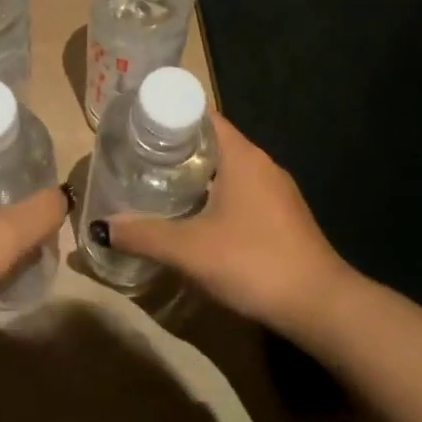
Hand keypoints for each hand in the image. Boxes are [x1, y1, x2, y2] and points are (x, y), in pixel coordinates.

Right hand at [103, 113, 348, 331]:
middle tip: (141, 158)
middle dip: (178, 147)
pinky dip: (218, 195)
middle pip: (214, 141)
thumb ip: (144, 235)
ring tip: (162, 186)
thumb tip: (101, 227)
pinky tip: (200, 219)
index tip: (140, 125)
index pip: (202, 115)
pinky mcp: (285, 216)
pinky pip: (244, 191)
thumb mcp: (190, 250)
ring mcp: (278, 190)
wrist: (321, 306)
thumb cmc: (253, 261)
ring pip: (230, 168)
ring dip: (199, 174)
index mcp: (242, 155)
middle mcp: (262, 163)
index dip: (170, 115)